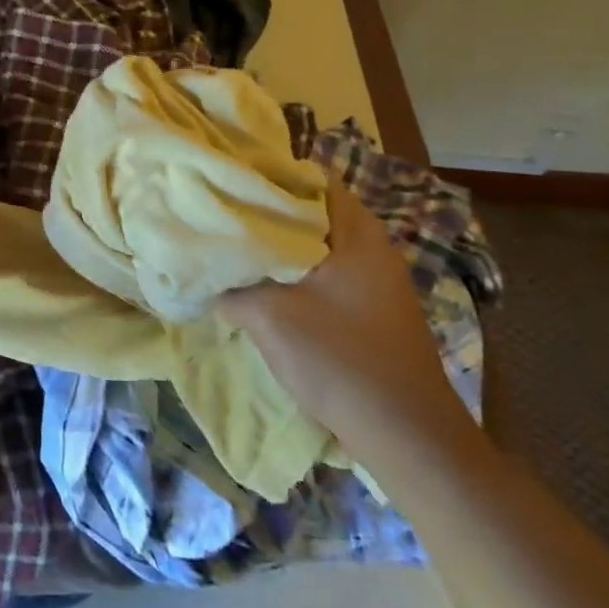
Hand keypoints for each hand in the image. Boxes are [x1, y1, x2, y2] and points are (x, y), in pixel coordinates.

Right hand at [221, 179, 468, 454]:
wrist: (406, 435)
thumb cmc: (339, 360)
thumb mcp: (270, 317)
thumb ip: (231, 286)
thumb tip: (202, 271)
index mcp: (355, 231)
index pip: (307, 176)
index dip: (264, 173)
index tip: (225, 177)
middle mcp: (371, 244)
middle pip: (309, 209)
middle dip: (263, 210)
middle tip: (217, 210)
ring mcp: (375, 277)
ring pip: (314, 242)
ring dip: (276, 243)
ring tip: (231, 243)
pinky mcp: (371, 306)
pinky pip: (324, 269)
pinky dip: (292, 268)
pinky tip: (261, 282)